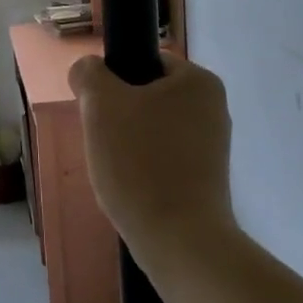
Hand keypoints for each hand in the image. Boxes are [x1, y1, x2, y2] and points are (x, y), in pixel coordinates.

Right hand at [69, 52, 238, 265]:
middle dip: (118, 117)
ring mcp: (212, 146)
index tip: (98, 111)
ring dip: (126, 144)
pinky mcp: (206, 178)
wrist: (179, 240)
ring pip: (150, 130)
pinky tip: (131, 188)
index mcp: (199, 81)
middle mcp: (214, 108)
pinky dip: (142, 168)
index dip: (113, 82)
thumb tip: (88, 70)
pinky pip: (162, 158)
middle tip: (103, 142)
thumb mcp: (101, 105)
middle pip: (145, 97)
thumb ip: (89, 74)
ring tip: (116, 170)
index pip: (144, 62)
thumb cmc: (140, 162)